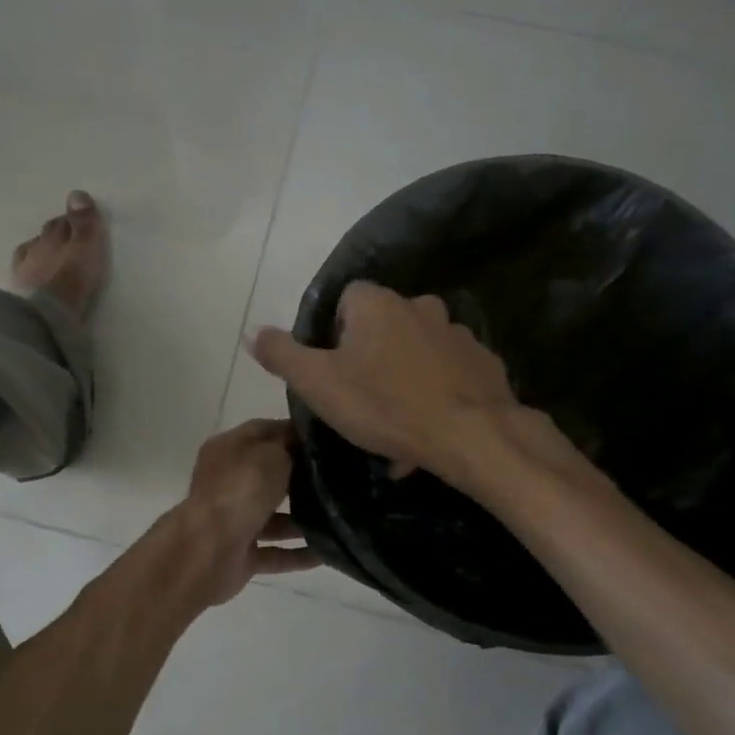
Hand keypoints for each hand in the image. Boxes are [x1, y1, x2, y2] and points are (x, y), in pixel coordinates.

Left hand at [175, 419, 319, 604]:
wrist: (210, 550)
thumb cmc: (241, 490)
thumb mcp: (272, 453)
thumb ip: (289, 446)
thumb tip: (302, 447)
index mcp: (227, 450)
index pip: (262, 432)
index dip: (292, 432)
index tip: (325, 439)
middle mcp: (226, 484)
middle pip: (267, 476)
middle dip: (300, 478)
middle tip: (337, 479)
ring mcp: (232, 521)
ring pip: (273, 518)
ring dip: (302, 521)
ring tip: (339, 519)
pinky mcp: (240, 556)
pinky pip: (275, 553)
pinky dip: (298, 554)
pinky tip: (328, 553)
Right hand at [246, 283, 533, 483]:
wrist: (470, 435)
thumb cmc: (384, 405)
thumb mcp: (318, 383)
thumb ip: (282, 354)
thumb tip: (251, 331)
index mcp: (377, 304)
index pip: (346, 299)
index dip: (334, 333)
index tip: (333, 370)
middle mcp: (419, 306)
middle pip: (383, 324)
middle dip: (371, 355)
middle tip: (363, 398)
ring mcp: (456, 332)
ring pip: (417, 350)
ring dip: (405, 375)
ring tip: (397, 421)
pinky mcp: (483, 362)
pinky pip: (448, 373)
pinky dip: (436, 392)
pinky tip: (429, 426)